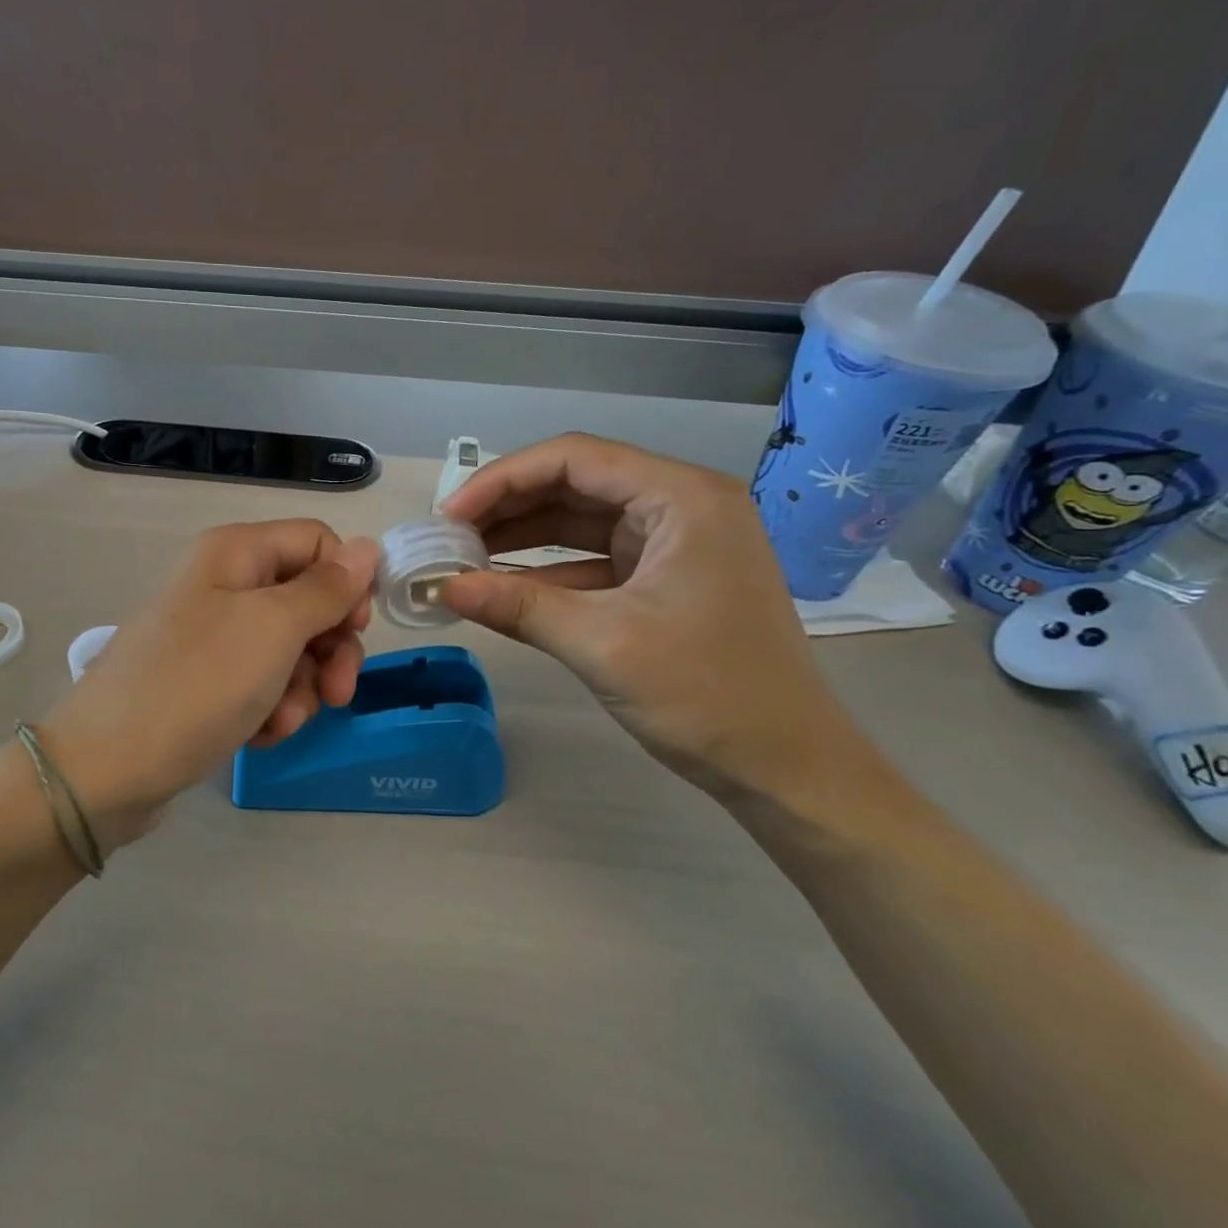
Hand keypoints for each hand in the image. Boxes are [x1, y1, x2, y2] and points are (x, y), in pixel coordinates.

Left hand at [36, 520, 379, 851]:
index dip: (347, 581)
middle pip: (308, 599)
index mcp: (236, 553)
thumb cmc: (197, 685)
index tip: (356, 629)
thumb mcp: (274, 630)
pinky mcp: (205, 680)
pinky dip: (271, 708)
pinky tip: (259, 735)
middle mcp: (224, 584)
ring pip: (290, 648)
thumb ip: (327, 589)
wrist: (106, 769)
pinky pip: (261, 682)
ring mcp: (212, 635)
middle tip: (338, 693)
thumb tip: (368, 548)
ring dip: (302, 688)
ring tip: (281, 721)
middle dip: (330, 648)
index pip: (318, 541)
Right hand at [439, 434, 863, 799]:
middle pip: (575, 483)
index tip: (449, 516)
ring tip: (464, 558)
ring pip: (581, 521)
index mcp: (682, 498)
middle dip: (507, 507)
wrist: (787, 768)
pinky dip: (547, 572)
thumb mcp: (602, 645)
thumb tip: (441, 588)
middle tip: (448, 537)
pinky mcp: (665, 579)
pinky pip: (593, 560)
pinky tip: (502, 588)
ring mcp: (675, 543)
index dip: (502, 481)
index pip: (574, 459)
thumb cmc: (706, 696)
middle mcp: (681, 505)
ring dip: (522, 538)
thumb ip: (517, 607)